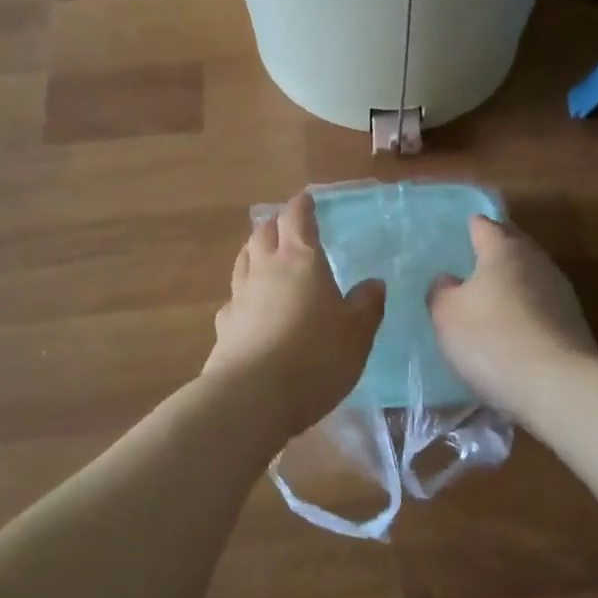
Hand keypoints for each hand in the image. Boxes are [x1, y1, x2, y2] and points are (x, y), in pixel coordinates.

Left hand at [204, 191, 385, 434]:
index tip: (307, 200)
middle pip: (263, 233)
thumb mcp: (358, 333)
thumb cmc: (316, 357)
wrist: (253, 397)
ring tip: (264, 254)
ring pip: (243, 260)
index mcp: (301, 260)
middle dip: (275, 224)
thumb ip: (367, 305)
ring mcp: (239, 297)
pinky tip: (248, 305)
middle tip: (287, 226)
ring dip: (254, 251)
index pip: (297, 219)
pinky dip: (243, 292)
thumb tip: (373, 283)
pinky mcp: (224, 326)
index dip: (302, 206)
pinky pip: (233, 298)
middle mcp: (265, 269)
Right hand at [428, 216, 596, 415]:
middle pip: (512, 246)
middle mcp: (536, 260)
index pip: (484, 225)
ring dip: (512, 285)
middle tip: (470, 268)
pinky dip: (526, 312)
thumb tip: (448, 280)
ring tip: (490, 302)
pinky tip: (513, 331)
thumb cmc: (491, 338)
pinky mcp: (574, 323)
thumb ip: (441, 291)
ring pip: (529, 277)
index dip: (469, 228)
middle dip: (493, 254)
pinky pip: (541, 307)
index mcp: (504, 248)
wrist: (556, 384)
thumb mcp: (446, 315)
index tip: (457, 236)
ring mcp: (560, 291)